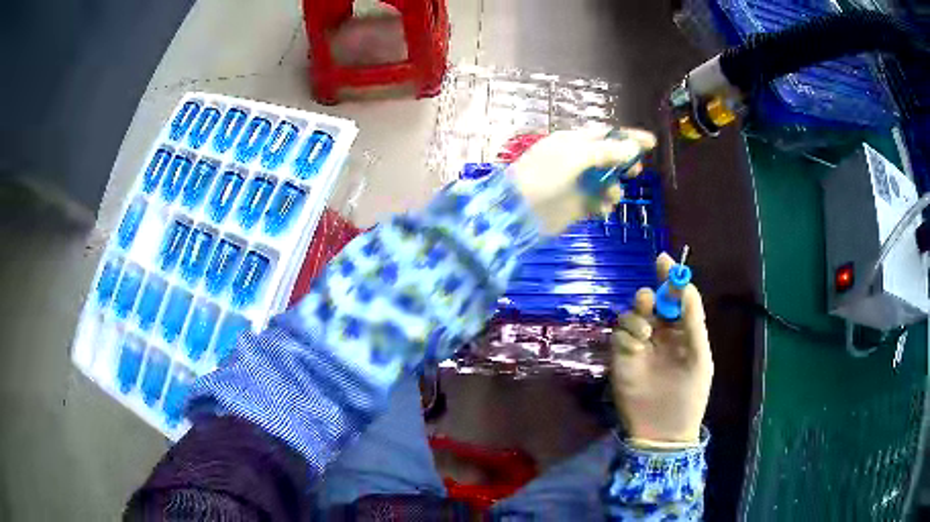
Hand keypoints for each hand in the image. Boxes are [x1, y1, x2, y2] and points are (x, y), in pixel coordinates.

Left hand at [510, 127, 655, 235]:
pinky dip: (603, 205)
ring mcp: (577, 183)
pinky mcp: (577, 205)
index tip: (650, 143)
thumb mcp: (575, 156)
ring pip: (607, 182)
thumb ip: (605, 151)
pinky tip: (600, 209)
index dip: (628, 137)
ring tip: (610, 196)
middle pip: (609, 157)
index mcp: (574, 142)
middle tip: (635, 171)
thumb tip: (631, 149)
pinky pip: (598, 202)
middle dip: (624, 163)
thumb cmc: (544, 176)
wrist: (519, 211)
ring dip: (614, 188)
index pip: (606, 134)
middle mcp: (577, 160)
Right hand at [611, 253, 712, 444]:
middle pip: (650, 303)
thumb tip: (686, 287)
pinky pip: (619, 335)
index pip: (674, 298)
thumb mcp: (700, 357)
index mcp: (682, 332)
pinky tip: (636, 346)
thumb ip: (693, 322)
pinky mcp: (621, 359)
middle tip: (649, 302)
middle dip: (649, 296)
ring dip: (637, 315)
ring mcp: (639, 347)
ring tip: (646, 333)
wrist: (665, 431)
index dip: (669, 278)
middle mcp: (660, 335)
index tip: (662, 260)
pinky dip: (626, 334)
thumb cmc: (690, 394)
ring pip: (631, 316)